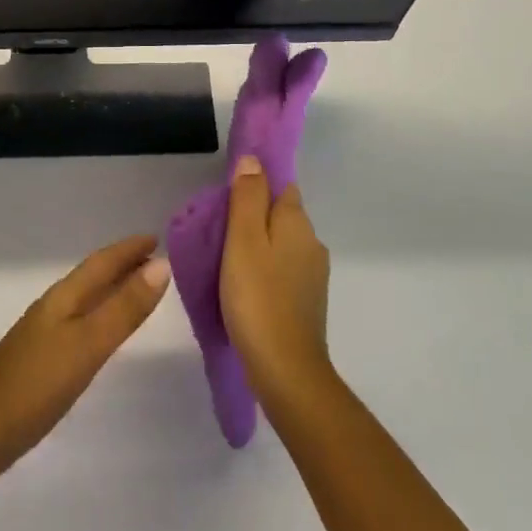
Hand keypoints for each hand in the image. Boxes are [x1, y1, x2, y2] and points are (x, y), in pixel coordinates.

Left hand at [0, 235, 170, 483]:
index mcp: (63, 298)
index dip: (128, 249)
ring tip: (138, 288)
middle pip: (93, 276)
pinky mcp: (39, 360)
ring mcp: (43, 334)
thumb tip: (162, 266)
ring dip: (112, 288)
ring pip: (85, 299)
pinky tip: (102, 331)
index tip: (158, 237)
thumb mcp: (87, 346)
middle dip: (122, 265)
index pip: (101, 262)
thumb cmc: (35, 385)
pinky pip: (79, 321)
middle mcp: (53, 308)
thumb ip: (124, 309)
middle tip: (156, 259)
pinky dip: (99, 314)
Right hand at [221, 155, 332, 406]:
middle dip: (256, 214)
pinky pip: (283, 270)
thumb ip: (248, 197)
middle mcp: (312, 243)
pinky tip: (244, 284)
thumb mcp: (244, 240)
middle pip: (282, 214)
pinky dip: (265, 269)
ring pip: (282, 244)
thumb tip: (253, 160)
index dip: (257, 184)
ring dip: (260, 244)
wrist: (286, 371)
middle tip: (219, 228)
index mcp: (298, 223)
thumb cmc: (258, 298)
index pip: (281, 185)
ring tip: (226, 258)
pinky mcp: (307, 302)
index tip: (228, 194)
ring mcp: (313, 275)